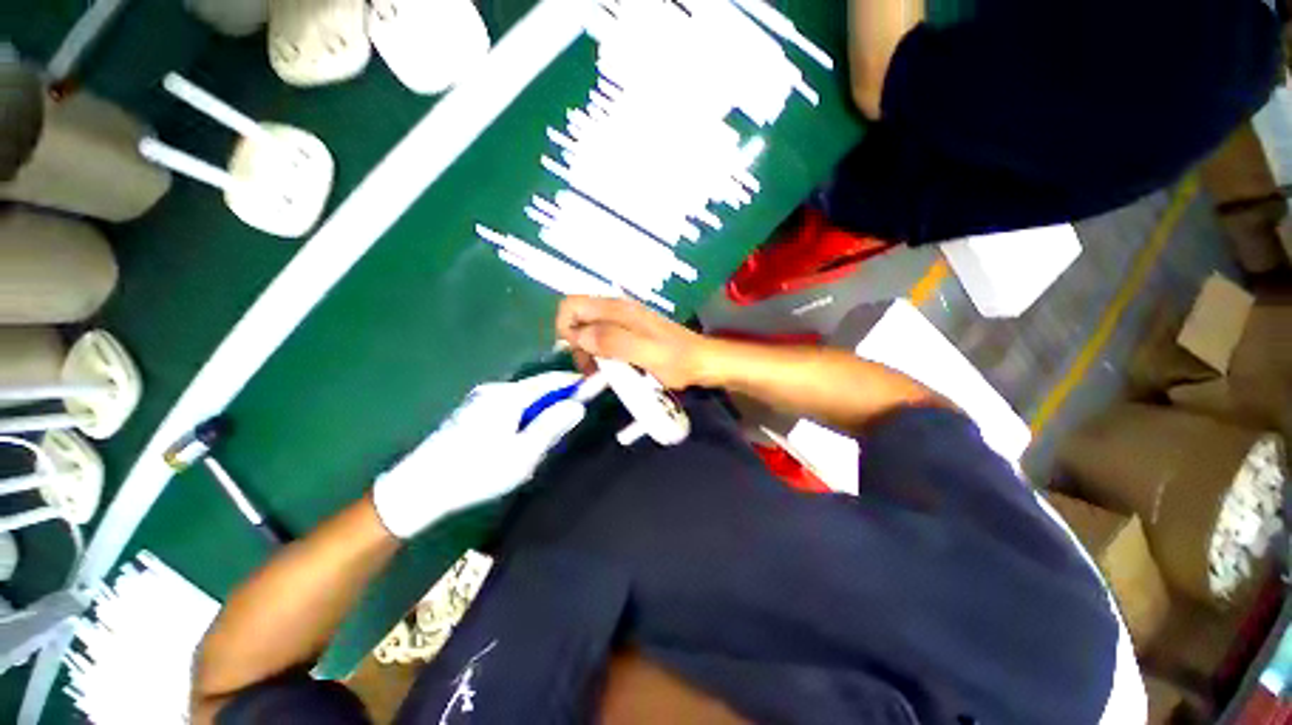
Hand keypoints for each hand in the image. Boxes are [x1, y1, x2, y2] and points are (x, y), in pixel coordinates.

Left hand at [372, 372, 586, 538]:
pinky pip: (508, 406)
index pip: (552, 380)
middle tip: (567, 424)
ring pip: (522, 399)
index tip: (594, 386)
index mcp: (510, 397)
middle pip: (537, 388)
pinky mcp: (470, 410)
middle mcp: (495, 390)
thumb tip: (577, 405)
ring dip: (538, 411)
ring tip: (540, 439)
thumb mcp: (523, 454)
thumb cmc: (477, 471)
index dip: (575, 382)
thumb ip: (552, 426)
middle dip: (556, 401)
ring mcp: (480, 399)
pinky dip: (522, 415)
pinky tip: (515, 440)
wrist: (419, 487)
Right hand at [556, 296, 713, 389]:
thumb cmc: (676, 359)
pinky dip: (603, 356)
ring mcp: (625, 321)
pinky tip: (614, 372)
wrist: (703, 362)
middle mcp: (617, 310)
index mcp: (618, 310)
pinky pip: (605, 340)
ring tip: (602, 377)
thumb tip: (578, 336)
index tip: (579, 355)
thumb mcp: (645, 353)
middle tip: (591, 372)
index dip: (566, 329)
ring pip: (590, 332)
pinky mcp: (631, 333)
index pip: (572, 305)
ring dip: (589, 354)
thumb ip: (612, 342)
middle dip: (577, 346)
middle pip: (578, 319)